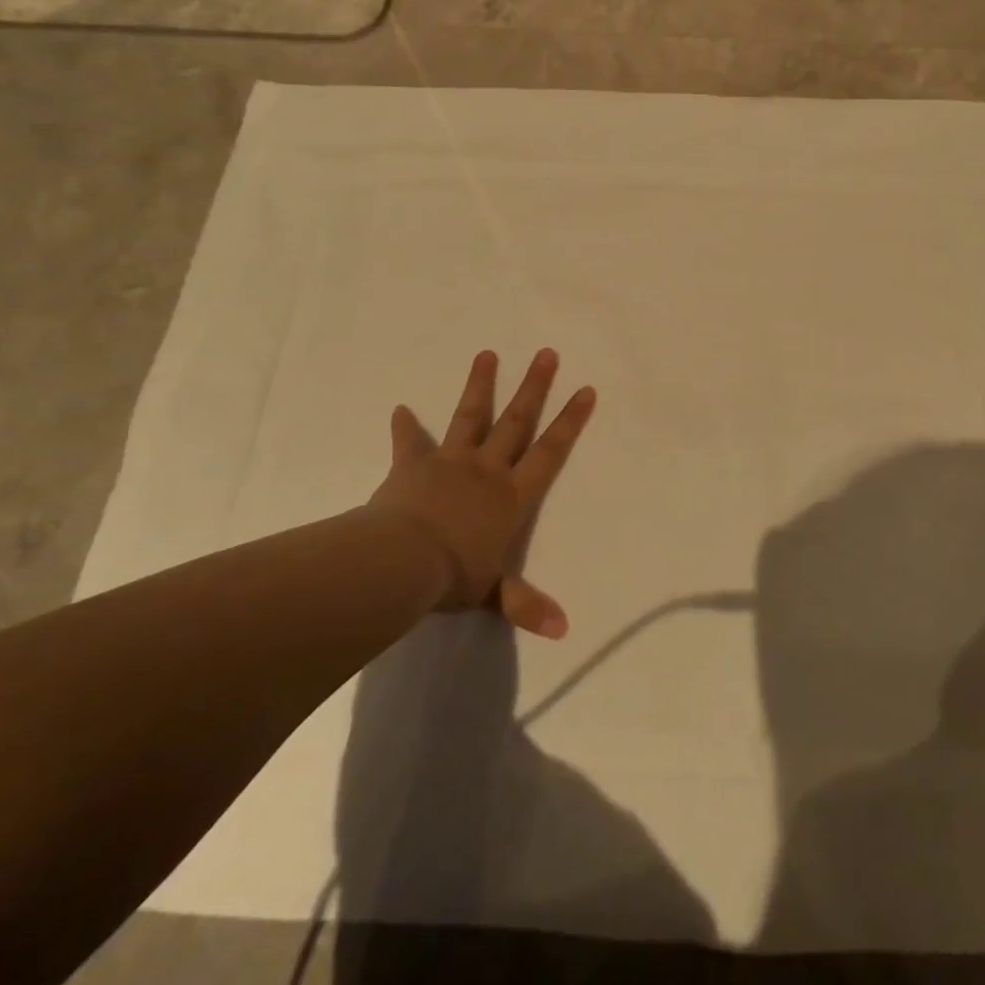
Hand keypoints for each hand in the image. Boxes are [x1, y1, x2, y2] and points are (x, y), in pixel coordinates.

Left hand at [368, 349, 595, 639]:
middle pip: (516, 421)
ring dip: (480, 385)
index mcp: (511, 496)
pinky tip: (400, 408)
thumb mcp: (492, 593)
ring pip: (470, 416)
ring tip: (488, 354)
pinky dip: (405, 426)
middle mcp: (486, 470)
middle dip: (534, 387)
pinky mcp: (413, 465)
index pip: (549, 452)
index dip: (569, 421)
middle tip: (547, 354)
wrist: (402, 561)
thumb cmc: (453, 576)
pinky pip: (410, 442)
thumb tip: (564, 631)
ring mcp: (450, 462)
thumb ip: (525, 605)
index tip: (585, 390)